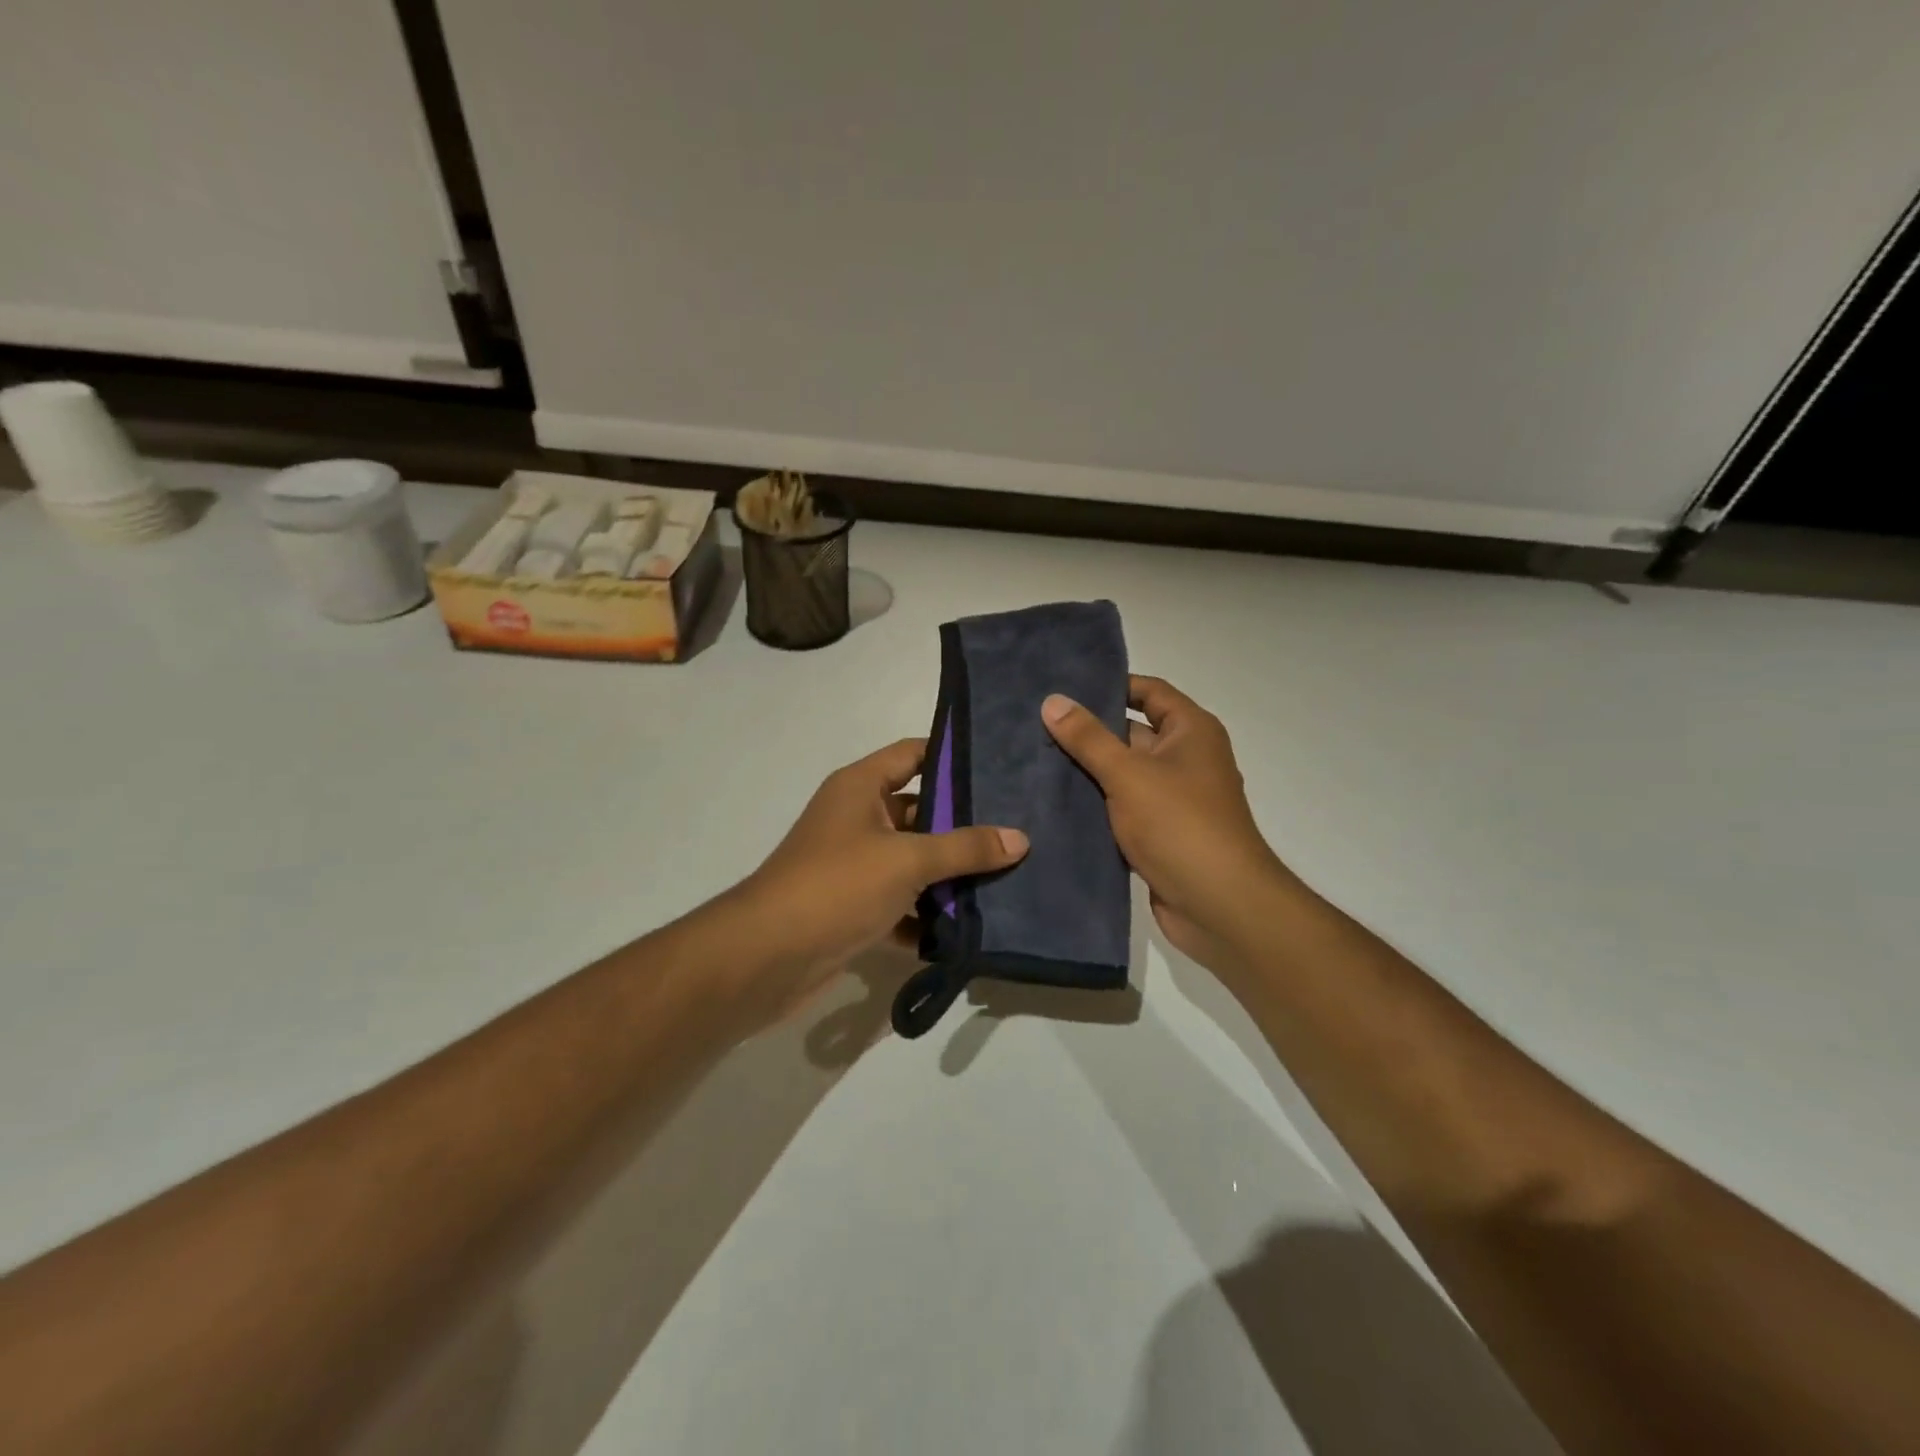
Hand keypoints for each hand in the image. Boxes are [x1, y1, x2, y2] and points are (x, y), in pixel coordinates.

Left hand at [734, 737, 1028, 1013]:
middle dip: (963, 826)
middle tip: (1017, 831)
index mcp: (860, 788)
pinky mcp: (853, 907)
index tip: (1001, 767)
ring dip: (948, 876)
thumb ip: (965, 848)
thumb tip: (1020, 838)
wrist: (766, 958)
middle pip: (920, 811)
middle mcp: (856, 818)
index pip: (913, 754)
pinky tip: (967, 930)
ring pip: (912, 861)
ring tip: (1007, 879)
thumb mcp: (908, 860)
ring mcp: (853, 865)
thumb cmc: (837, 886)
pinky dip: (925, 917)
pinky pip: (900, 903)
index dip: (953, 756)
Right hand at [1042, 676, 1294, 972]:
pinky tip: (1052, 801)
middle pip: (1132, 733)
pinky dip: (1094, 804)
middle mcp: (1185, 759)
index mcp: (1191, 732)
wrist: (1219, 906)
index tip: (1064, 686)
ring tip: (1033, 758)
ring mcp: (1172, 799)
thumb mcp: (1128, 774)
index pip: (1149, 692)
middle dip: (1089, 731)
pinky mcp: (1158, 834)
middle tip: (1035, 723)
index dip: (1111, 685)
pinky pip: (1121, 808)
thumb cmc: (1180, 825)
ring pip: (1122, 774)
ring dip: (1086, 770)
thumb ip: (1088, 738)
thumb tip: (1053, 700)